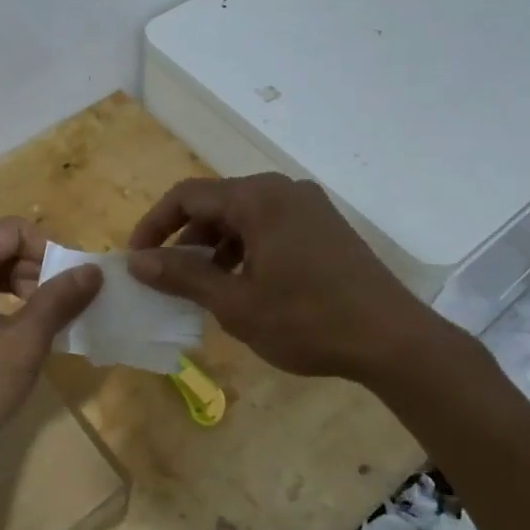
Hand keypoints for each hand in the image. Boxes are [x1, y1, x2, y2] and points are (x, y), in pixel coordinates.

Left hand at [0, 218, 101, 477]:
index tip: (78, 288)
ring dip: (16, 294)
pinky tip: (7, 343)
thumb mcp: (23, 342)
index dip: (53, 254)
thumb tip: (92, 271)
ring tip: (41, 329)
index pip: (16, 230)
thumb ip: (59, 300)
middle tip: (63, 312)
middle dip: (35, 275)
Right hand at [127, 173, 453, 383]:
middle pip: (216, 203)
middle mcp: (282, 189)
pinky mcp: (325, 226)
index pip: (187, 196)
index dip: (154, 226)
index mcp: (257, 198)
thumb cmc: (307, 320)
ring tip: (204, 287)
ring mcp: (308, 206)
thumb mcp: (235, 303)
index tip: (136, 260)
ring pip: (243, 216)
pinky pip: (270, 226)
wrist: (392, 339)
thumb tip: (136, 261)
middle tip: (168, 278)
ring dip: (215, 246)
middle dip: (185, 238)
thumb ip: (183, 275)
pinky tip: (245, 285)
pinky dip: (246, 249)